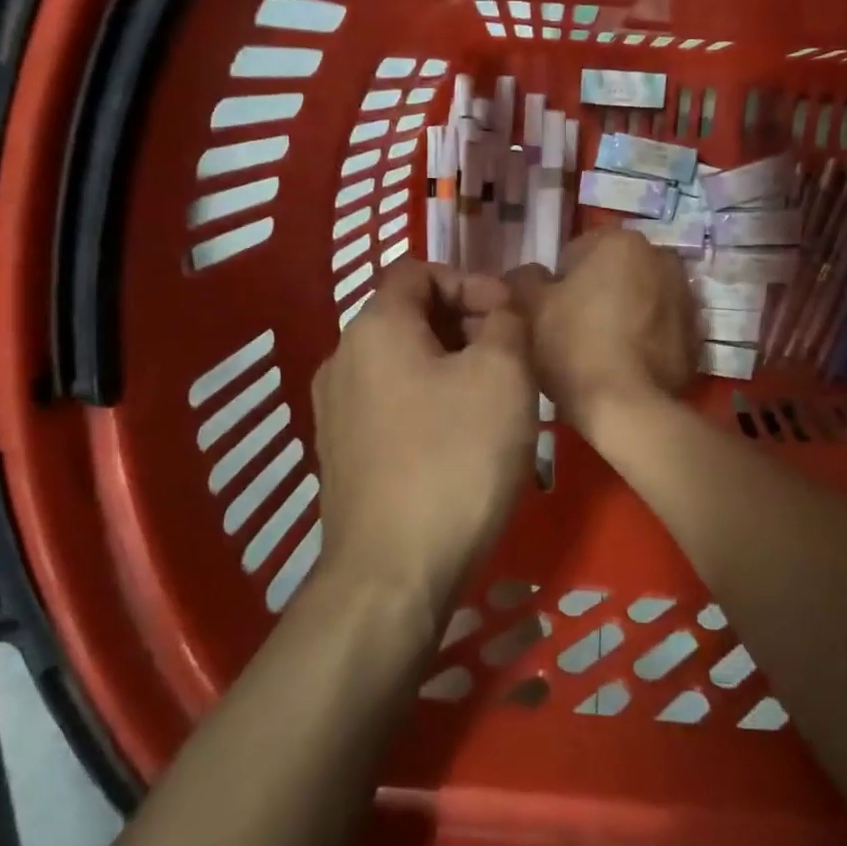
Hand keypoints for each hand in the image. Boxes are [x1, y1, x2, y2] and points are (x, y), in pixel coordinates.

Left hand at [311, 261, 535, 620]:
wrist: (392, 574)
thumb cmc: (455, 460)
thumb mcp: (502, 376)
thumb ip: (506, 322)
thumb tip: (498, 309)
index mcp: (374, 328)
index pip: (417, 270)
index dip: (469, 280)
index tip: (508, 316)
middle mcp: (341, 359)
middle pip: (408, 316)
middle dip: (464, 324)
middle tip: (511, 358)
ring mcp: (334, 410)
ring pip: (401, 362)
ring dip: (450, 365)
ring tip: (494, 400)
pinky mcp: (341, 454)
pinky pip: (389, 404)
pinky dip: (427, 401)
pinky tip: (459, 439)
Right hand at [508, 229, 698, 431]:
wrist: (628, 408)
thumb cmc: (574, 347)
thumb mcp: (530, 309)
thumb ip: (523, 280)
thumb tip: (528, 275)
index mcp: (620, 242)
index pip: (576, 251)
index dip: (557, 283)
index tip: (550, 312)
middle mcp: (661, 258)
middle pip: (614, 272)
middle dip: (596, 292)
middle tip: (573, 330)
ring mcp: (685, 296)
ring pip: (641, 297)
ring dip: (624, 313)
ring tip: (602, 350)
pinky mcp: (697, 334)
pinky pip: (661, 327)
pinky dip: (646, 338)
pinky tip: (626, 364)